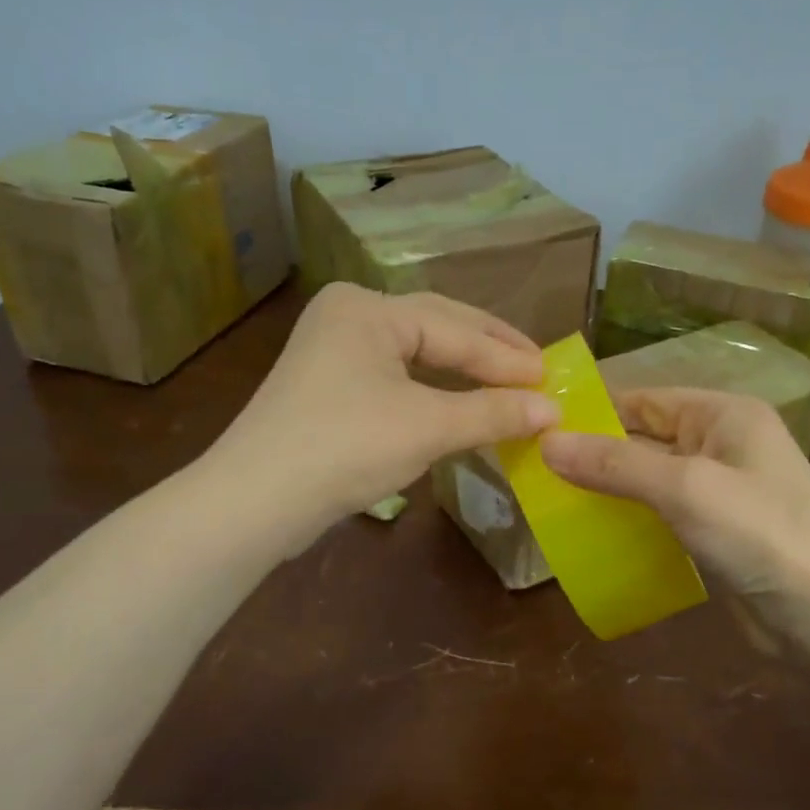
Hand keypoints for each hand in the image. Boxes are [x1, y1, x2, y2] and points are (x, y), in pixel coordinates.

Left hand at [213, 284, 558, 537]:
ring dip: (462, 370)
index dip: (507, 359)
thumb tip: (553, 409)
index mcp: (369, 308)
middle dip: (488, 351)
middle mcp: (349, 315)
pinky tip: (459, 401)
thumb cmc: (346, 448)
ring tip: (508, 382)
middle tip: (537, 369)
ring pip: (415, 352)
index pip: (455, 330)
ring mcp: (333, 349)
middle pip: (436, 327)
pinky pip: (395, 375)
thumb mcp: (427, 427)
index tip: (553, 378)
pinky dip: (433, 388)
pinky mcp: (328, 384)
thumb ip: (493, 413)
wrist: (255, 501)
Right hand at [539, 388, 809, 636]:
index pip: (644, 399)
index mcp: (724, 414)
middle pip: (645, 438)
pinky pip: (663, 511)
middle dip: (596, 454)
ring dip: (610, 488)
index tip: (539, 428)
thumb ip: (614, 463)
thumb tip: (545, 443)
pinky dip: (631, 517)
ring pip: (650, 478)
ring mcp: (722, 488)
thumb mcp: (683, 488)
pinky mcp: (717, 529)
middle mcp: (723, 442)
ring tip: (553, 500)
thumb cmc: (759, 534)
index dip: (593, 412)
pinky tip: (594, 532)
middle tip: (536, 469)